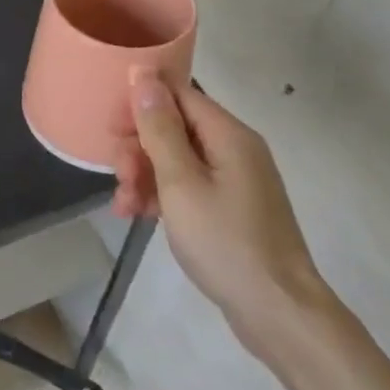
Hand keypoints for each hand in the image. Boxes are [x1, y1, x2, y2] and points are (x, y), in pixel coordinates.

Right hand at [112, 70, 329, 356]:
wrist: (278, 313)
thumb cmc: (225, 242)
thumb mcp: (181, 183)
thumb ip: (160, 129)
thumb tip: (144, 76)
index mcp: (229, 135)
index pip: (179, 94)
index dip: (142, 104)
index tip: (111, 128)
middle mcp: (235, 150)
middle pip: (175, 127)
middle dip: (139, 146)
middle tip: (117, 174)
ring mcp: (235, 181)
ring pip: (177, 160)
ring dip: (144, 175)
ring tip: (124, 204)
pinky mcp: (231, 209)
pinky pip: (189, 186)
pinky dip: (162, 195)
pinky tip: (138, 215)